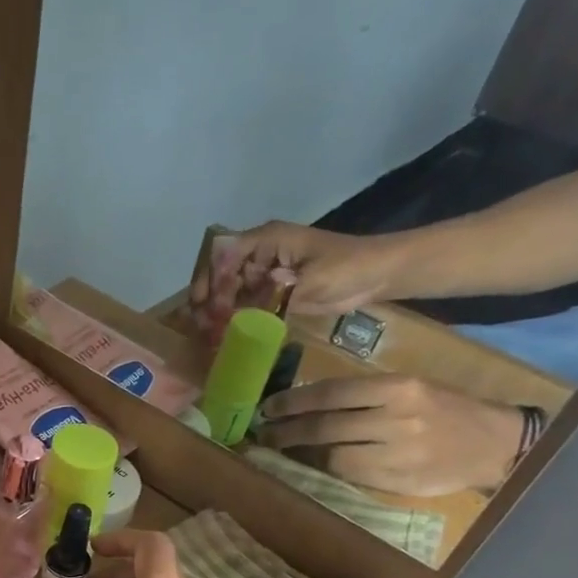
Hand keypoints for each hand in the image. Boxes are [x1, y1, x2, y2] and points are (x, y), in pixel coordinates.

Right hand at [188, 221, 411, 340]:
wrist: (376, 276)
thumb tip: (244, 303)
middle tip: (201, 325)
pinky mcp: (272, 293)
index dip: (209, 276)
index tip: (203, 303)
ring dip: (217, 312)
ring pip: (229, 291)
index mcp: (267, 240)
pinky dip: (233, 320)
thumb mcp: (313, 279)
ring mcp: (264, 275)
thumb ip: (277, 292)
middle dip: (208, 298)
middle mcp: (260, 255)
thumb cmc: (348, 267)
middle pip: (221, 273)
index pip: (225, 252)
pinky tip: (223, 337)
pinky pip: (245, 305)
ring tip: (208, 335)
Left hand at [256, 375, 521, 495]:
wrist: (495, 444)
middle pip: (325, 426)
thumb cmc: (447, 410)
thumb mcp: (410, 389)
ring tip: (279, 451)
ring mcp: (398, 453)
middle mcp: (397, 418)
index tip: (268, 409)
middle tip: (263, 433)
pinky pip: (349, 477)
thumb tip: (307, 404)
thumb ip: (364, 395)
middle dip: (287, 431)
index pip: (332, 393)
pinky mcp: (398, 481)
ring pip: (333, 456)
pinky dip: (324, 472)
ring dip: (300, 454)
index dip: (293, 403)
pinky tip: (309, 466)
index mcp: (399, 388)